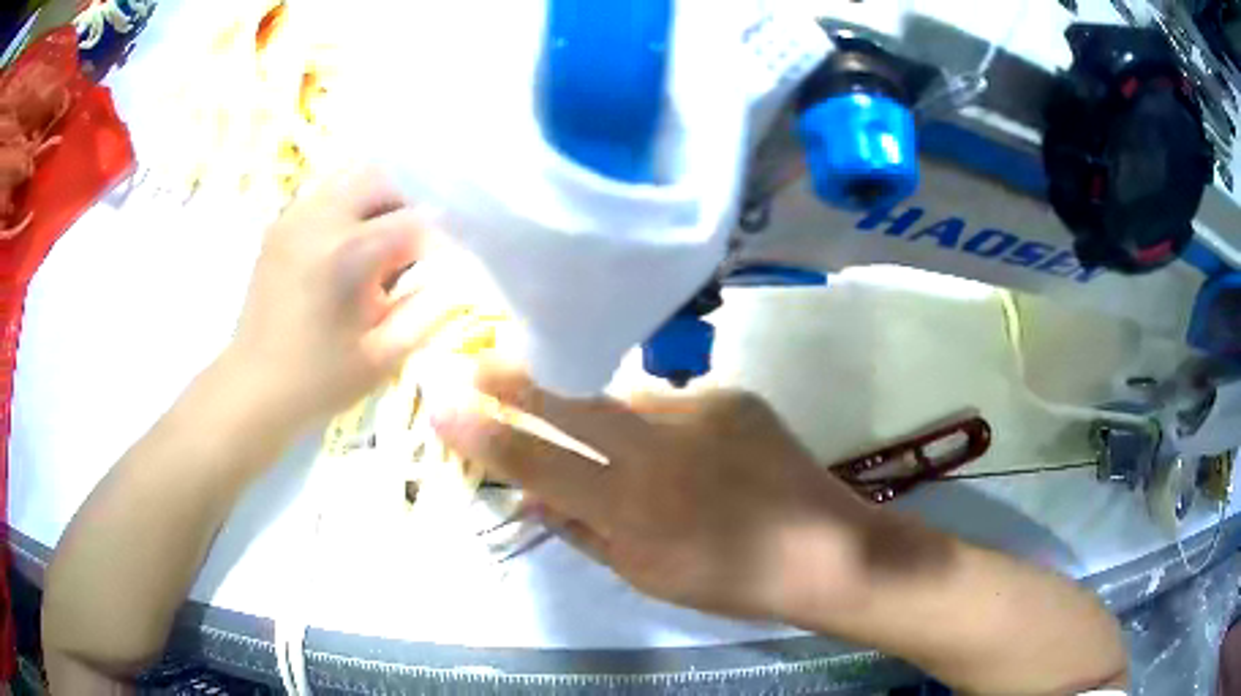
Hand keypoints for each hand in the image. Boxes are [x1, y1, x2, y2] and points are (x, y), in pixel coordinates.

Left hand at [227, 168, 442, 433]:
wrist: (252, 388)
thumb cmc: (318, 381)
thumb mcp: (382, 358)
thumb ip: (425, 312)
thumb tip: (451, 279)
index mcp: (347, 253)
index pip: (413, 221)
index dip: (437, 241)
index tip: (442, 266)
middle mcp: (319, 221)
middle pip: (378, 178)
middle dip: (403, 206)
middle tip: (406, 248)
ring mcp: (293, 220)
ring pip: (346, 178)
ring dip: (371, 203)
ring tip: (374, 247)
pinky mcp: (278, 229)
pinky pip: (321, 196)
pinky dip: (343, 210)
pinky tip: (342, 251)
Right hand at [432, 363, 873, 621]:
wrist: (823, 548)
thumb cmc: (729, 580)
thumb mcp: (643, 574)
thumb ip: (582, 531)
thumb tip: (534, 496)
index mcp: (631, 509)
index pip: (535, 461)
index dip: (482, 432)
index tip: (440, 401)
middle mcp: (658, 449)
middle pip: (567, 402)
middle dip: (514, 379)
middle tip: (475, 359)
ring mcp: (699, 411)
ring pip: (624, 401)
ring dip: (604, 415)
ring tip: (620, 444)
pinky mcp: (732, 395)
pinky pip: (674, 404)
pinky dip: (665, 424)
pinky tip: (691, 452)